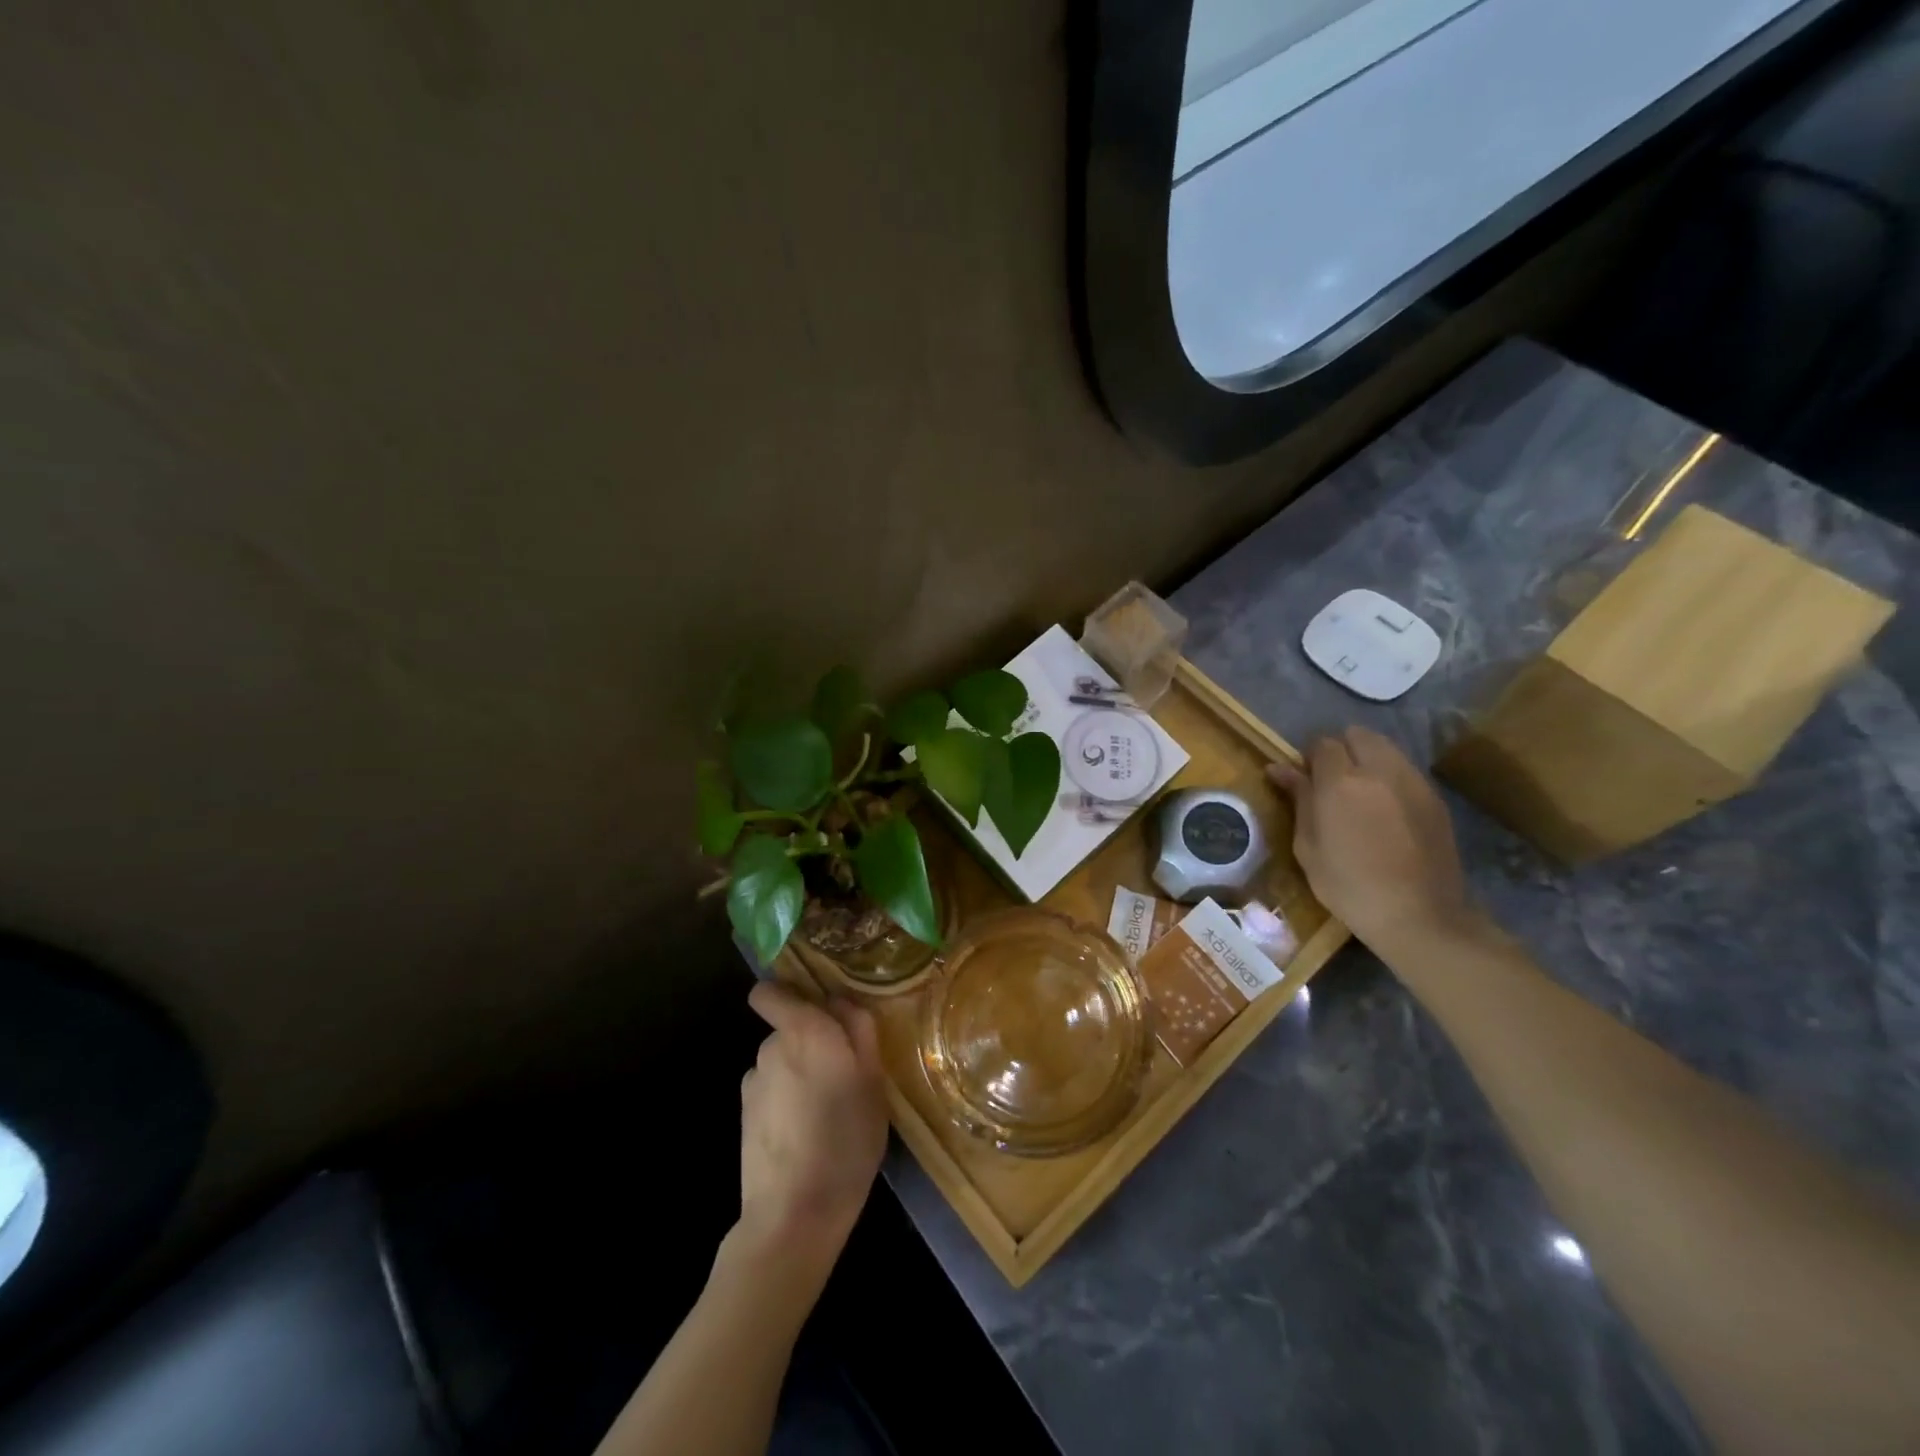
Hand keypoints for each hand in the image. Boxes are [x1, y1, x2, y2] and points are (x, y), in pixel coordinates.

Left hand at [736, 981, 888, 1271]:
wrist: (794, 1213)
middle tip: (844, 1074)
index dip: (787, 995)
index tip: (818, 1011)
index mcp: (804, 1030)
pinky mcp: (744, 1116)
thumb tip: (840, 999)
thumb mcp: (873, 1080)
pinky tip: (804, 1134)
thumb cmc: (846, 1138)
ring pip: (781, 1062)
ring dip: (799, 1073)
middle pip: (788, 1028)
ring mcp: (754, 1082)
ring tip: (827, 1110)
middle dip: (811, 1042)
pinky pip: (771, 1092)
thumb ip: (859, 1030)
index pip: (769, 992)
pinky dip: (785, 1102)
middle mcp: (771, 1047)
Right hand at [1267, 726, 1472, 949]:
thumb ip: (1298, 799)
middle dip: (1342, 749)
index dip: (1310, 758)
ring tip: (1361, 794)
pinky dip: (1390, 777)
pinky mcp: (1435, 799)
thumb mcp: (1308, 846)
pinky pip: (1406, 771)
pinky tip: (1386, 811)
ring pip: (1386, 748)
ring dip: (1368, 759)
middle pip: (1358, 735)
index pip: (1322, 743)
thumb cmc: (1349, 885)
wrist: (1419, 916)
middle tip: (1332, 782)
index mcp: (1341, 781)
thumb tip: (1280, 768)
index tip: (1305, 780)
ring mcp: (1413, 782)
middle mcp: (1379, 770)